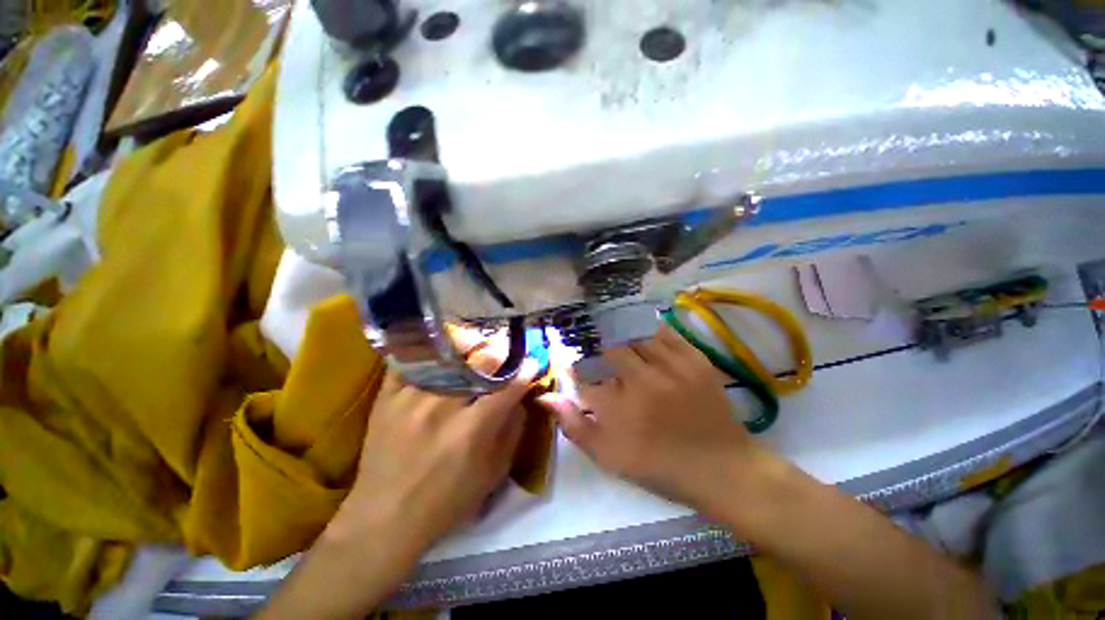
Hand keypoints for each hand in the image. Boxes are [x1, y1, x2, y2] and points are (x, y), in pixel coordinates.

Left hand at [330, 349, 539, 556]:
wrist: (385, 519)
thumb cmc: (447, 501)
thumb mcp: (493, 473)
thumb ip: (512, 431)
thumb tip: (522, 398)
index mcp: (472, 430)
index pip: (508, 387)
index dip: (525, 372)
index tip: (532, 363)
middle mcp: (443, 407)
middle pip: (480, 363)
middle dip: (499, 352)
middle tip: (506, 348)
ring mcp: (412, 398)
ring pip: (448, 356)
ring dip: (467, 349)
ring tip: (475, 346)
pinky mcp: (387, 398)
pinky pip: (410, 361)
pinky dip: (427, 352)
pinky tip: (438, 351)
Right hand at [551, 325, 771, 510]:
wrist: (721, 468)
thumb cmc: (659, 466)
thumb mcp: (609, 456)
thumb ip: (575, 426)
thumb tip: (547, 398)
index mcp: (619, 407)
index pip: (582, 374)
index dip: (570, 364)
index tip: (567, 360)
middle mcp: (642, 380)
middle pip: (609, 350)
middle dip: (596, 348)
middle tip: (593, 350)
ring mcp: (671, 367)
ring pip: (636, 337)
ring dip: (621, 337)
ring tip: (614, 339)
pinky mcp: (695, 360)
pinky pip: (666, 333)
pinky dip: (650, 330)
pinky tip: (643, 333)